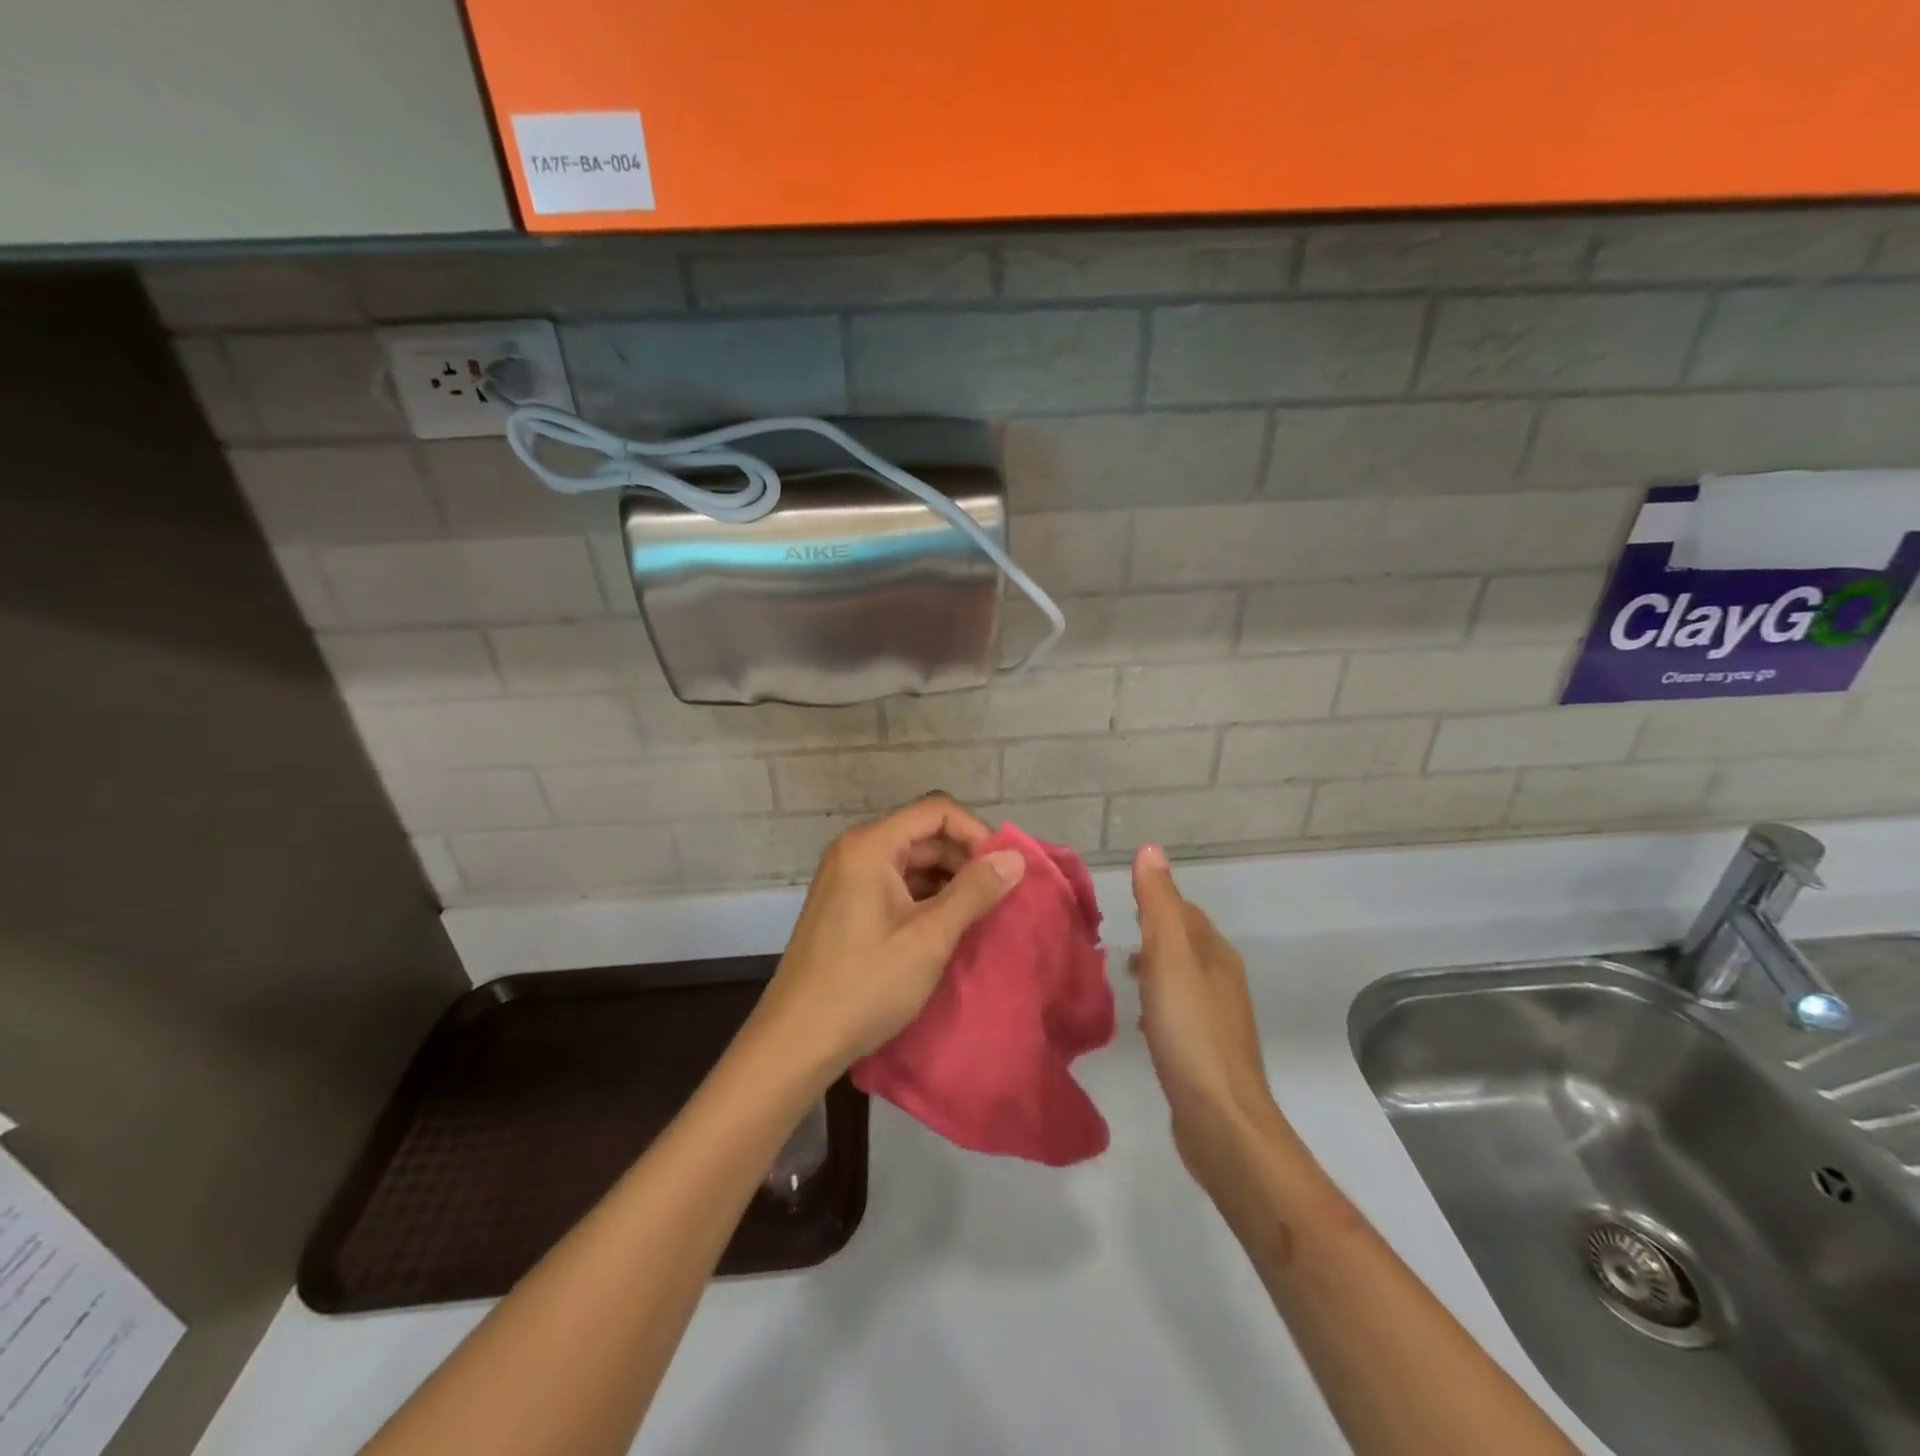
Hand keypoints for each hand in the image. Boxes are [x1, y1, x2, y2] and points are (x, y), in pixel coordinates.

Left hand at [752, 795, 1026, 1074]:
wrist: (795, 1042)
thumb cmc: (865, 985)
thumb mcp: (929, 937)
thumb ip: (974, 891)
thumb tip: (1016, 857)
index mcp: (870, 845)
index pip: (937, 810)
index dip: (977, 833)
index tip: (1004, 870)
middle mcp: (855, 850)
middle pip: (923, 832)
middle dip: (965, 858)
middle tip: (999, 896)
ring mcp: (847, 878)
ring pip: (911, 860)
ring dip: (948, 880)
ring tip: (980, 914)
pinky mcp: (846, 905)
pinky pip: (895, 883)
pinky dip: (926, 896)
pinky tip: (948, 926)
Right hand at [1131, 845, 1282, 1192]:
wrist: (1219, 1118)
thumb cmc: (1191, 1031)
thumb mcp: (1168, 957)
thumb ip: (1158, 904)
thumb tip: (1151, 849)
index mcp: (1216, 954)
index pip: (1185, 911)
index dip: (1156, 901)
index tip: (1120, 902)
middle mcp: (1222, 980)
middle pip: (1185, 943)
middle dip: (1153, 935)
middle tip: (1113, 938)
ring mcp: (1217, 1018)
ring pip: (1181, 978)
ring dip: (1154, 969)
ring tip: (1121, 972)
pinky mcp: (1206, 1051)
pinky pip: (1179, 1011)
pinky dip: (1158, 1003)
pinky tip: (1141, 1019)